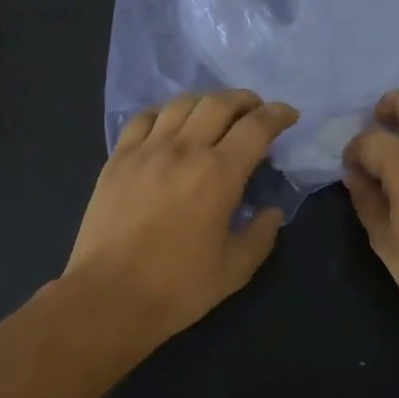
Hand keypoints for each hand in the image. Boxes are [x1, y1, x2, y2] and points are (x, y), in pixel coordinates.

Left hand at [65, 90, 297, 349]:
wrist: (109, 297)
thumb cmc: (178, 287)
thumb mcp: (235, 269)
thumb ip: (261, 234)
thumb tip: (271, 211)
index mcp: (219, 174)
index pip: (257, 126)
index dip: (278, 114)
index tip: (289, 116)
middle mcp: (184, 150)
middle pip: (219, 103)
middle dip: (246, 100)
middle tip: (256, 112)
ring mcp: (146, 151)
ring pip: (181, 104)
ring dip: (207, 102)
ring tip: (216, 115)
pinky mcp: (117, 160)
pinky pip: (143, 119)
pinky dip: (165, 113)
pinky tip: (170, 126)